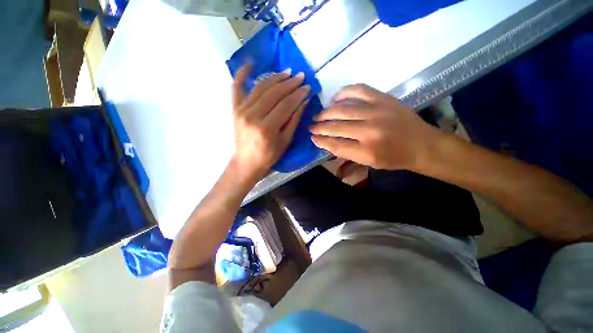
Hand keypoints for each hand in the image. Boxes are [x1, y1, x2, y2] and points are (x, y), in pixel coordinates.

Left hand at [231, 64, 309, 180]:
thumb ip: (294, 120)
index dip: (298, 94)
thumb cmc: (269, 156)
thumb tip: (304, 101)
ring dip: (275, 77)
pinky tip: (250, 63)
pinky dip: (241, 73)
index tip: (307, 87)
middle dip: (289, 83)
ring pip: (260, 87)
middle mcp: (253, 116)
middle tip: (300, 76)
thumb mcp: (285, 141)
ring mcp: (241, 110)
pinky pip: (236, 87)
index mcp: (267, 128)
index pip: (286, 104)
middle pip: (274, 93)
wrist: (247, 162)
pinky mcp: (235, 109)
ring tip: (287, 72)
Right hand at [309, 84, 441, 170]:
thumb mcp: (369, 162)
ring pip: (343, 109)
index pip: (335, 144)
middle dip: (320, 127)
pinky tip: (336, 98)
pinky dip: (344, 93)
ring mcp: (376, 111)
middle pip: (336, 127)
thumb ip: (347, 153)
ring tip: (319, 115)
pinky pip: (359, 90)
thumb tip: (327, 142)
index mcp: (366, 151)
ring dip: (327, 112)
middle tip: (311, 127)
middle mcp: (369, 130)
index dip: (321, 141)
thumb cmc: (394, 158)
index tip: (312, 138)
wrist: (422, 145)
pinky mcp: (383, 99)